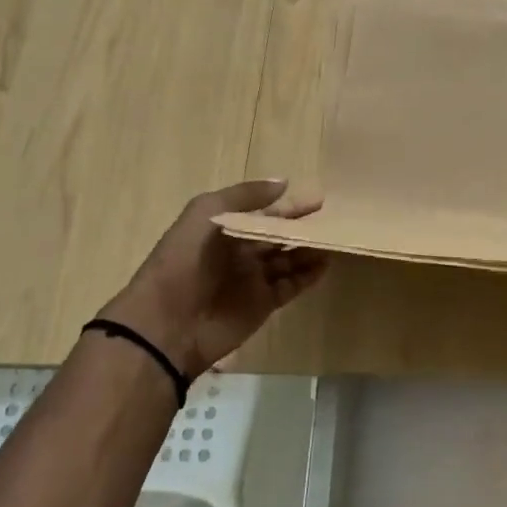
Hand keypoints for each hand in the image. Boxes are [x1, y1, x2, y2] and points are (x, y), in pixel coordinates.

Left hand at [98, 179, 326, 382]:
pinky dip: (309, 275)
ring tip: (337, 239)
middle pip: (280, 235)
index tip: (321, 199)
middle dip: (305, 226)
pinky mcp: (264, 304)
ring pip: (290, 259)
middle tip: (337, 218)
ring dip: (311, 250)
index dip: (291, 205)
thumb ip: (245, 196)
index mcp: (225, 228)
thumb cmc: (185, 262)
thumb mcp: (206, 214)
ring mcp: (254, 279)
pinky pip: (292, 286)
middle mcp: (241, 251)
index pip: (265, 212)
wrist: (168, 323)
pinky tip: (326, 264)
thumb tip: (284, 183)